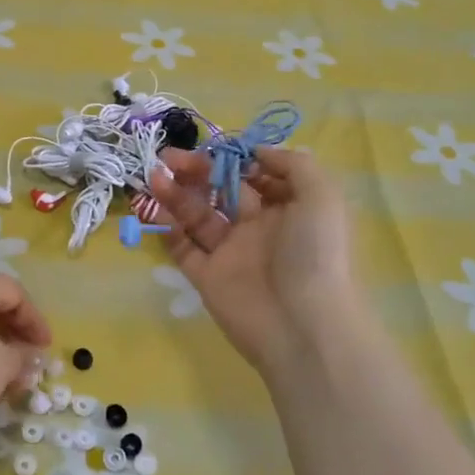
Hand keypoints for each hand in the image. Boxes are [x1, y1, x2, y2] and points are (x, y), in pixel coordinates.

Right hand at [150, 146, 367, 374]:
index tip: (214, 148)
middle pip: (222, 191)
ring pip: (198, 216)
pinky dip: (166, 228)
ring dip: (176, 194)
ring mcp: (231, 253)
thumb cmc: (315, 253)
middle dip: (197, 170)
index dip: (235, 159)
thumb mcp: (322, 196)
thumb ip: (292, 164)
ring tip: (154, 176)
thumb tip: (255, 151)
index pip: (257, 175)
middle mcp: (259, 228)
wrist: (303, 326)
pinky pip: (183, 248)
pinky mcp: (207, 277)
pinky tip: (152, 207)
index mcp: (289, 209)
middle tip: (169, 157)